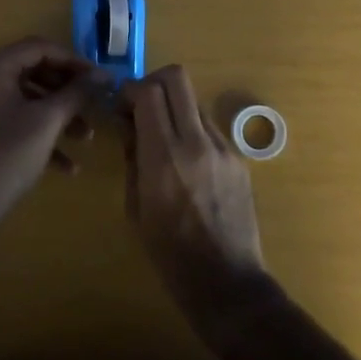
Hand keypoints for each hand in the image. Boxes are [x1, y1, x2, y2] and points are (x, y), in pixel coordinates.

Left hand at [0, 39, 107, 205]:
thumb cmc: (6, 155)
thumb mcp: (47, 121)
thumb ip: (76, 93)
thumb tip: (102, 74)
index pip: (39, 48)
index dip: (73, 61)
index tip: (100, 78)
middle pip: (33, 73)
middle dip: (67, 92)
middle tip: (95, 106)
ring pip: (26, 101)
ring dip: (58, 116)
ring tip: (87, 138)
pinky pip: (15, 123)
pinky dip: (40, 136)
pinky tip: (67, 167)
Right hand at [123, 65, 267, 319]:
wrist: (226, 282)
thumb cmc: (169, 253)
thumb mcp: (135, 206)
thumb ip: (133, 157)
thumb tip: (130, 124)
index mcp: (164, 157)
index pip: (149, 91)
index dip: (130, 89)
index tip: (122, 106)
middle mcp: (196, 143)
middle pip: (177, 78)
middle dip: (154, 82)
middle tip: (142, 106)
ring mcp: (223, 149)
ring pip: (194, 101)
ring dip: (174, 108)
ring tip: (164, 138)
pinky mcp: (238, 159)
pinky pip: (210, 129)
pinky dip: (192, 131)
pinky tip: (187, 163)